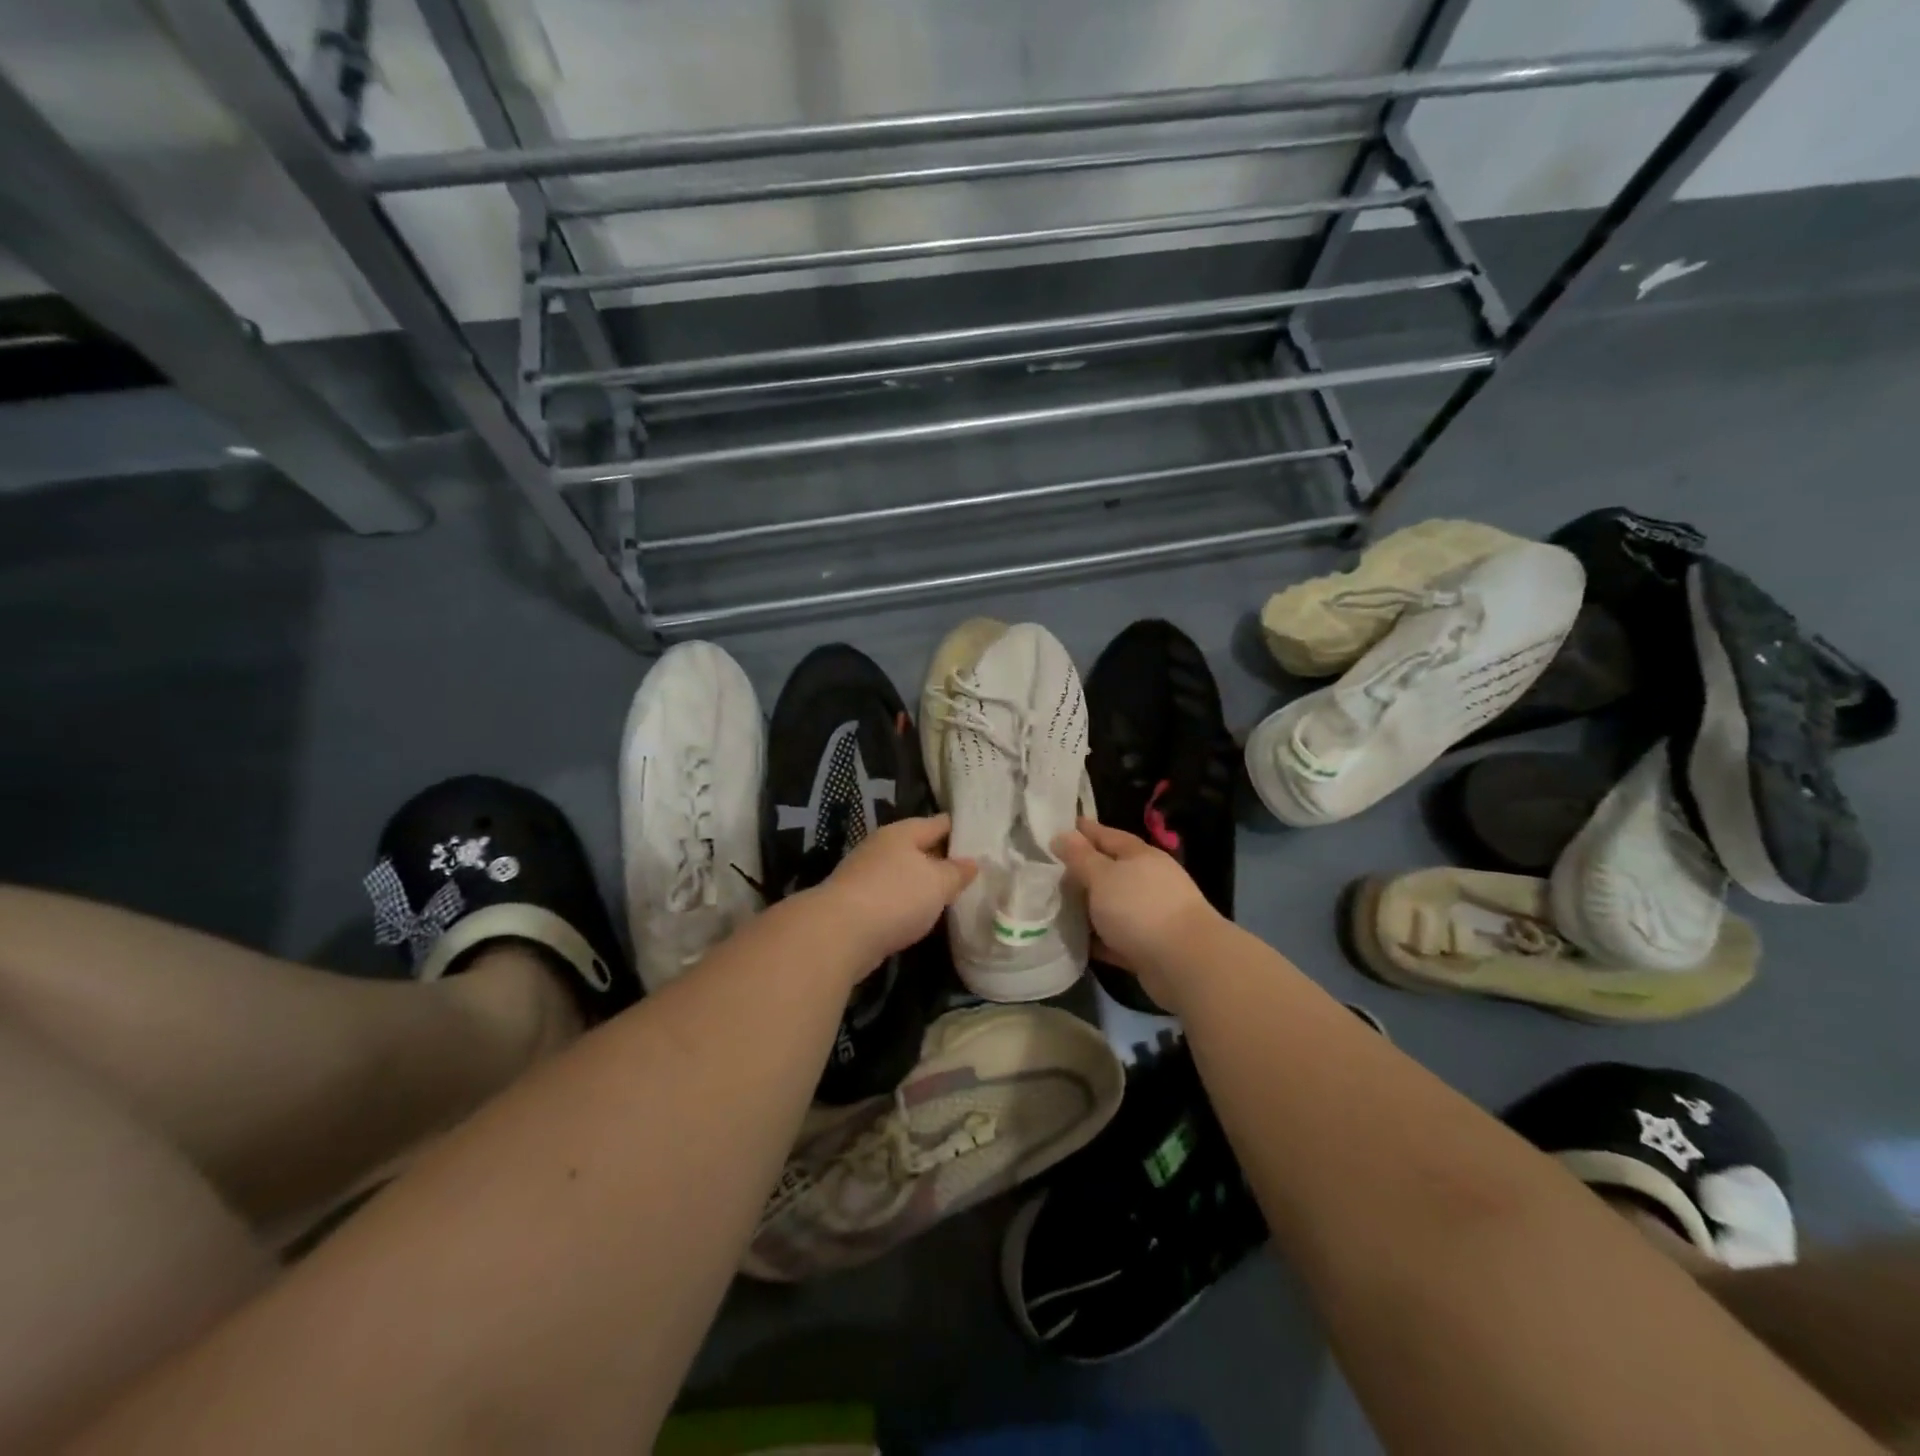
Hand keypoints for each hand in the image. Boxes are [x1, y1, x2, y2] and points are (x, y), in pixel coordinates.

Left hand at [816, 815, 976, 970]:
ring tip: (952, 895)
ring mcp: (866, 874)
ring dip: (924, 883)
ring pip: (905, 873)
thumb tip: (972, 862)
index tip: (984, 839)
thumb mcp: (937, 883)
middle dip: (943, 858)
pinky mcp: (857, 902)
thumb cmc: (895, 897)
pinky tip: (922, 915)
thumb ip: (957, 872)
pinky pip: (892, 896)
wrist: (839, 934)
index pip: (939, 823)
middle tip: (973, 871)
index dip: (962, 829)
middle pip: (920, 847)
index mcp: (902, 832)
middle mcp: (882, 847)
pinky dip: (908, 903)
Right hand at [1054, 818, 1221, 1009]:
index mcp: (1140, 856)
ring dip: (1088, 907)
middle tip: (1047, 872)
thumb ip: (1080, 857)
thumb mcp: (1102, 876)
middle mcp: (1148, 881)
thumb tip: (1062, 835)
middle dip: (1081, 871)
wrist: (1184, 963)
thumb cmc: (1140, 908)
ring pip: (1111, 906)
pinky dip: (1097, 938)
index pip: (1107, 835)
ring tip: (1054, 907)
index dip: (1083, 831)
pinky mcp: (1148, 947)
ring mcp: (1150, 915)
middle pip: (1109, 871)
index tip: (1056, 829)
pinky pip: (1115, 938)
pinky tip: (1074, 940)